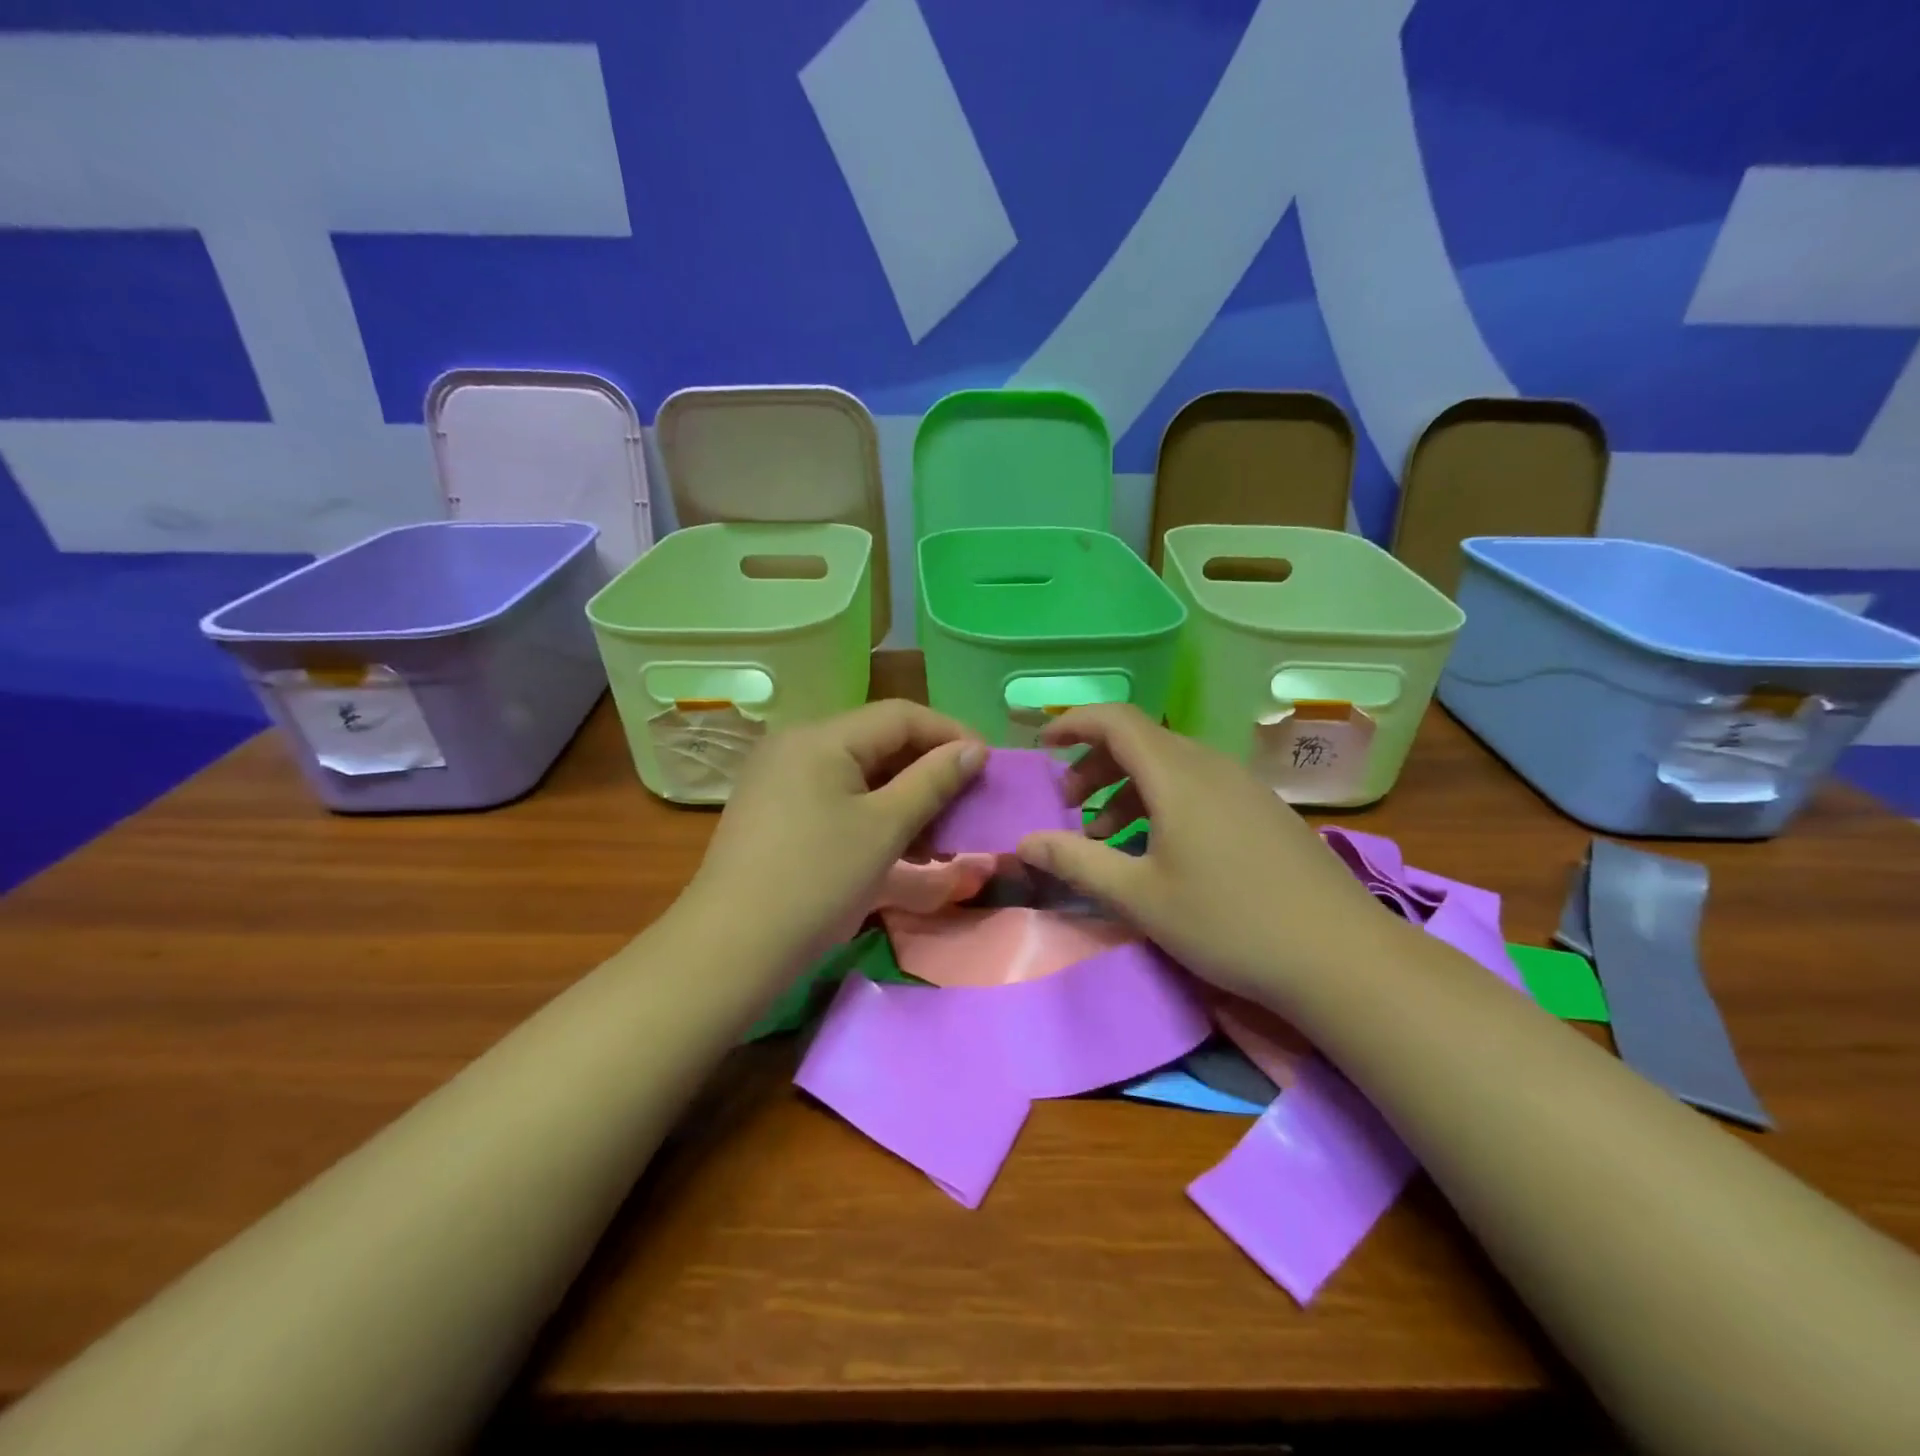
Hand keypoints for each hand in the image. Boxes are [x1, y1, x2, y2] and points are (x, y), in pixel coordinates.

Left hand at [681, 701, 984, 966]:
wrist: (731, 949)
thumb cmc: (816, 881)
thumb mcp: (884, 828)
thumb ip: (932, 781)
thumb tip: (973, 750)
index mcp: (820, 736)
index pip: (900, 715)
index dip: (950, 734)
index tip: (989, 765)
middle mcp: (796, 745)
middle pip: (878, 741)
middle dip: (928, 770)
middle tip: (967, 803)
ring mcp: (780, 778)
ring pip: (859, 773)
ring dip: (904, 797)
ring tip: (939, 836)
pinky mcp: (774, 811)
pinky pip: (836, 796)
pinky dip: (873, 813)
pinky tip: (899, 845)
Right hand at [1014, 704, 1401, 1006]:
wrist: (1340, 956)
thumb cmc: (1228, 921)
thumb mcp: (1139, 897)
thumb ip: (1076, 863)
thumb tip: (1024, 842)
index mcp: (1177, 774)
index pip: (1116, 721)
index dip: (1073, 723)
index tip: (1043, 744)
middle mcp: (1211, 766)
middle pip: (1141, 742)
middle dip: (1095, 765)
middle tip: (1070, 806)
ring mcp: (1243, 787)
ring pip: (1171, 767)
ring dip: (1128, 790)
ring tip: (1107, 838)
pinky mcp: (1263, 812)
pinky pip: (1199, 788)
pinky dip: (1162, 803)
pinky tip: (1160, 851)